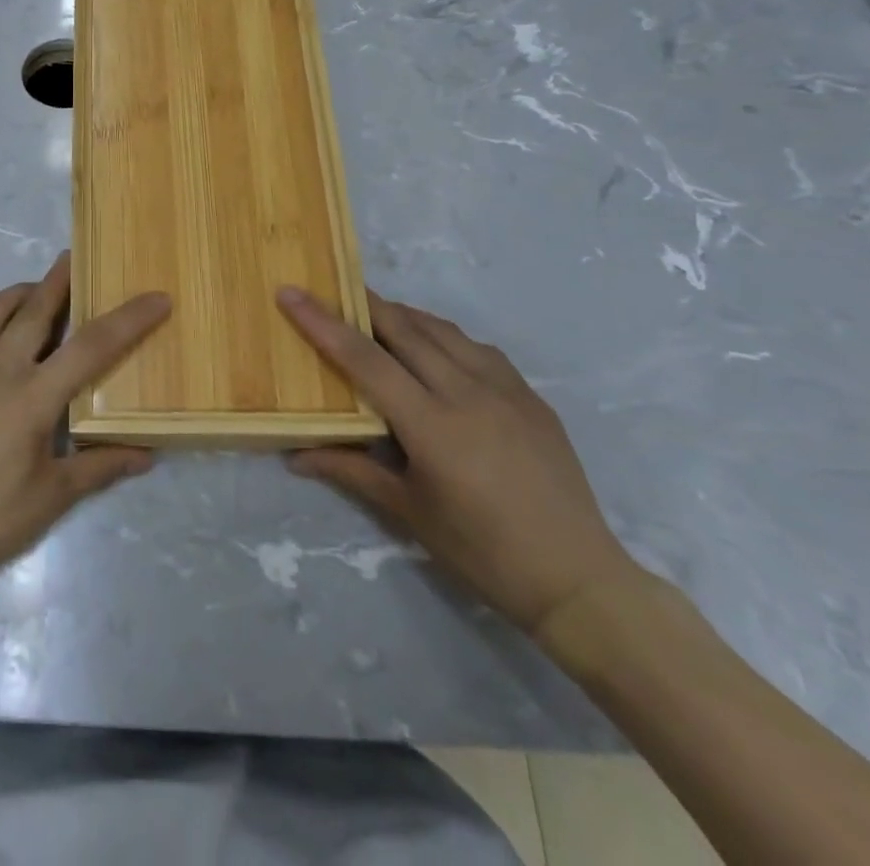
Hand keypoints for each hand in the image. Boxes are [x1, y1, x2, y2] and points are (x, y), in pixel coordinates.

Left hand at [0, 253, 169, 605]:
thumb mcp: (50, 499)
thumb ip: (100, 469)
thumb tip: (147, 455)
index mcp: (32, 398)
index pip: (92, 347)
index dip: (129, 319)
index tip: (157, 298)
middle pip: (36, 309)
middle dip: (61, 280)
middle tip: (77, 259)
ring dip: (18, 292)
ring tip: (37, 289)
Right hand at [278, 287, 641, 639]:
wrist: (578, 580)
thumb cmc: (482, 551)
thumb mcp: (409, 512)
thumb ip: (351, 471)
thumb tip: (295, 455)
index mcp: (433, 425)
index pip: (365, 359)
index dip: (323, 322)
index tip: (291, 293)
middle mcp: (468, 393)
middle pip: (404, 328)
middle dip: (363, 303)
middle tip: (331, 290)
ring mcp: (506, 390)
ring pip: (443, 330)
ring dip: (403, 315)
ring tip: (375, 314)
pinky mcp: (531, 396)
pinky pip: (477, 348)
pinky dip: (443, 336)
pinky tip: (434, 349)